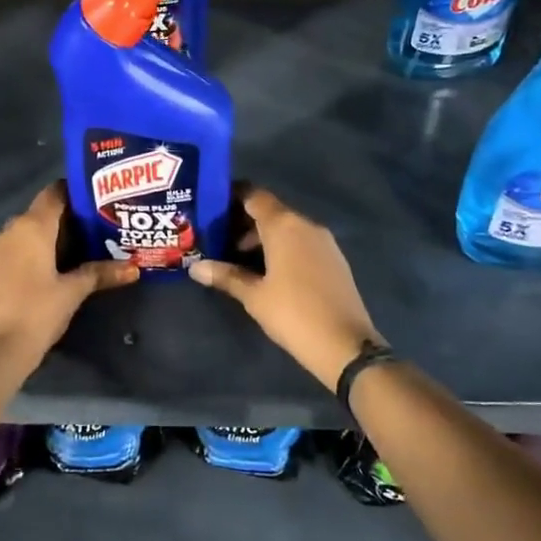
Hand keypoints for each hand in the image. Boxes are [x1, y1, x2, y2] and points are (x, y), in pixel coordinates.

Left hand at [0, 182, 138, 370]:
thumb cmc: (36, 311)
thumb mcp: (73, 291)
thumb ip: (101, 273)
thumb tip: (134, 268)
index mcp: (31, 225)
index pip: (55, 192)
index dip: (77, 192)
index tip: (101, 201)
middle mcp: (11, 229)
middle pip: (43, 212)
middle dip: (70, 218)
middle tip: (100, 227)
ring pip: (30, 232)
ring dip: (53, 237)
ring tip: (84, 248)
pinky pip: (19, 249)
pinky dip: (37, 252)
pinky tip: (57, 268)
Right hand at [188, 188, 383, 391]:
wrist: (346, 344)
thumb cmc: (293, 313)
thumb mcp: (254, 296)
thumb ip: (226, 276)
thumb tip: (195, 268)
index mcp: (284, 225)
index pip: (255, 195)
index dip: (233, 197)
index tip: (213, 208)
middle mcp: (306, 225)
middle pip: (271, 212)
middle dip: (245, 223)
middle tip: (220, 241)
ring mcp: (324, 242)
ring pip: (288, 228)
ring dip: (264, 238)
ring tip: (240, 260)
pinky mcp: (335, 259)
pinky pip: (303, 243)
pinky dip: (284, 248)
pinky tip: (270, 272)